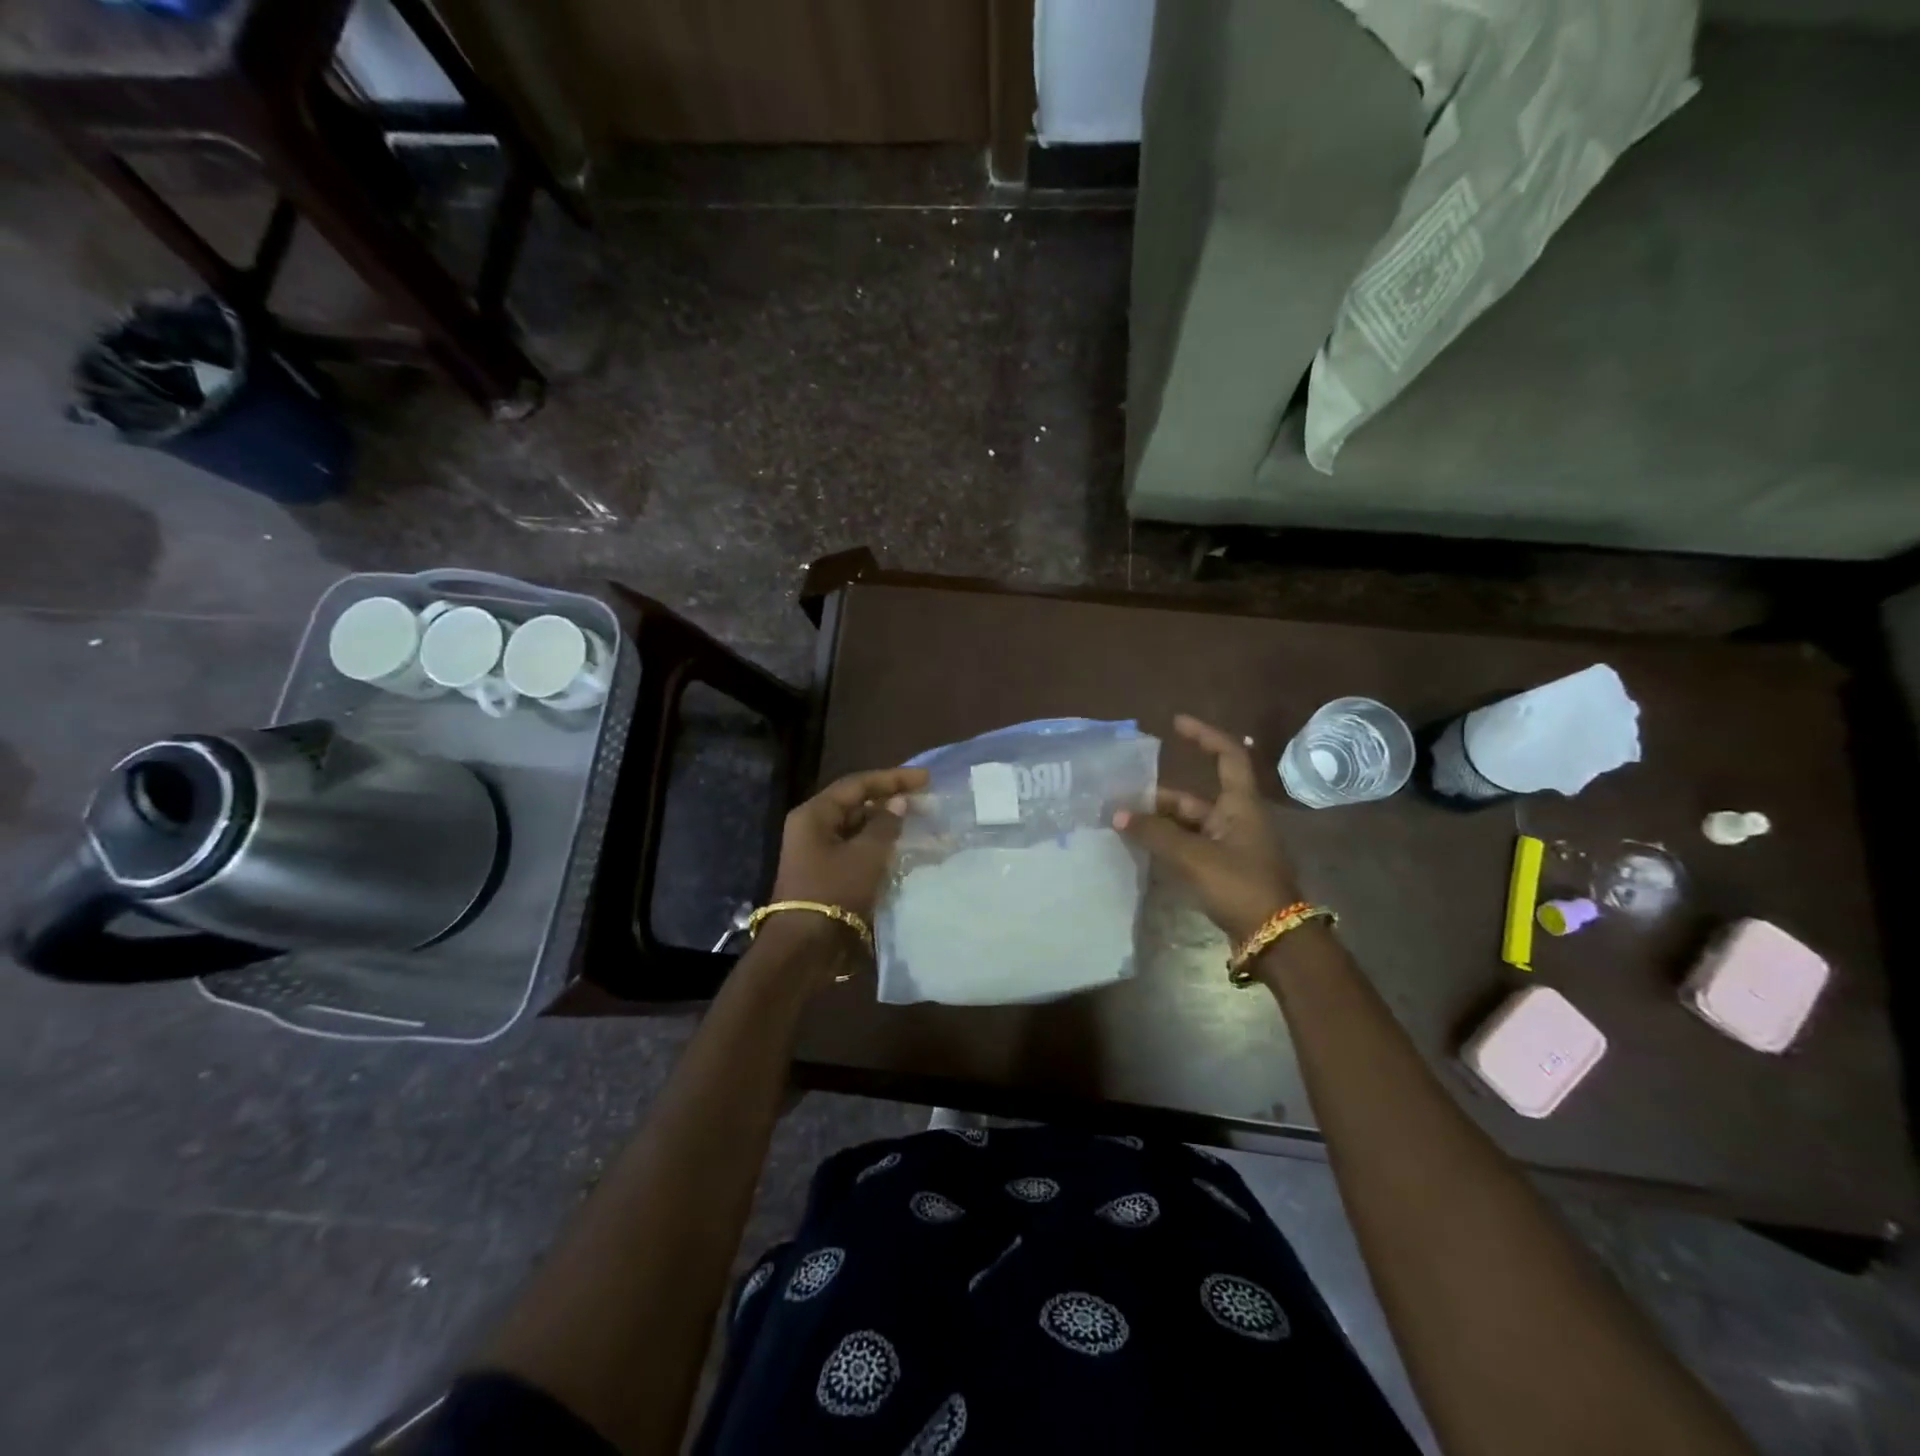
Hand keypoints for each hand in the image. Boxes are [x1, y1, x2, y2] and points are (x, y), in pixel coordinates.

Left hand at [770, 767, 929, 924]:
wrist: (805, 947)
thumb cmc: (835, 891)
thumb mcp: (866, 855)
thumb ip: (885, 824)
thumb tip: (897, 803)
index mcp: (815, 814)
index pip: (858, 784)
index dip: (893, 778)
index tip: (926, 779)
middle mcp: (812, 827)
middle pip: (856, 804)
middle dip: (890, 800)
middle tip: (924, 800)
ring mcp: (817, 851)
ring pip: (857, 827)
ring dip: (886, 824)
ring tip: (918, 822)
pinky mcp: (826, 873)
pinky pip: (855, 848)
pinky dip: (878, 845)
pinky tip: (901, 848)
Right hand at [1114, 714, 1301, 944]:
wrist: (1274, 938)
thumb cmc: (1240, 886)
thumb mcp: (1194, 856)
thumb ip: (1154, 833)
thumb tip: (1118, 814)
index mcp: (1241, 805)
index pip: (1227, 755)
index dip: (1204, 735)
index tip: (1176, 723)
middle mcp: (1238, 819)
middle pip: (1196, 797)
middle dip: (1159, 797)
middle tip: (1123, 799)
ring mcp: (1232, 847)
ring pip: (1190, 825)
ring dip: (1160, 824)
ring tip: (1124, 825)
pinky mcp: (1225, 871)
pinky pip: (1191, 847)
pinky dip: (1168, 845)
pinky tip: (1142, 850)